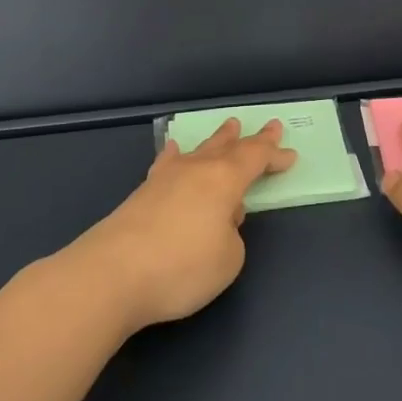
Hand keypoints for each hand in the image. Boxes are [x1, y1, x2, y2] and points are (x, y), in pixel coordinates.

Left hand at [66, 118, 296, 333]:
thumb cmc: (181, 267)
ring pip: (198, 151)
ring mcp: (165, 179)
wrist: (112, 274)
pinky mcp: (141, 194)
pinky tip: (172, 149)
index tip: (289, 152)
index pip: (255, 159)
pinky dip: (174, 155)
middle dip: (250, 139)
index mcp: (224, 180)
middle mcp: (196, 170)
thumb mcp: (229, 259)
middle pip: (228, 147)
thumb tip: (216, 222)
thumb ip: (231, 235)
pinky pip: (167, 164)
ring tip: (229, 126)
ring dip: (217, 140)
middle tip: (267, 126)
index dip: (273, 154)